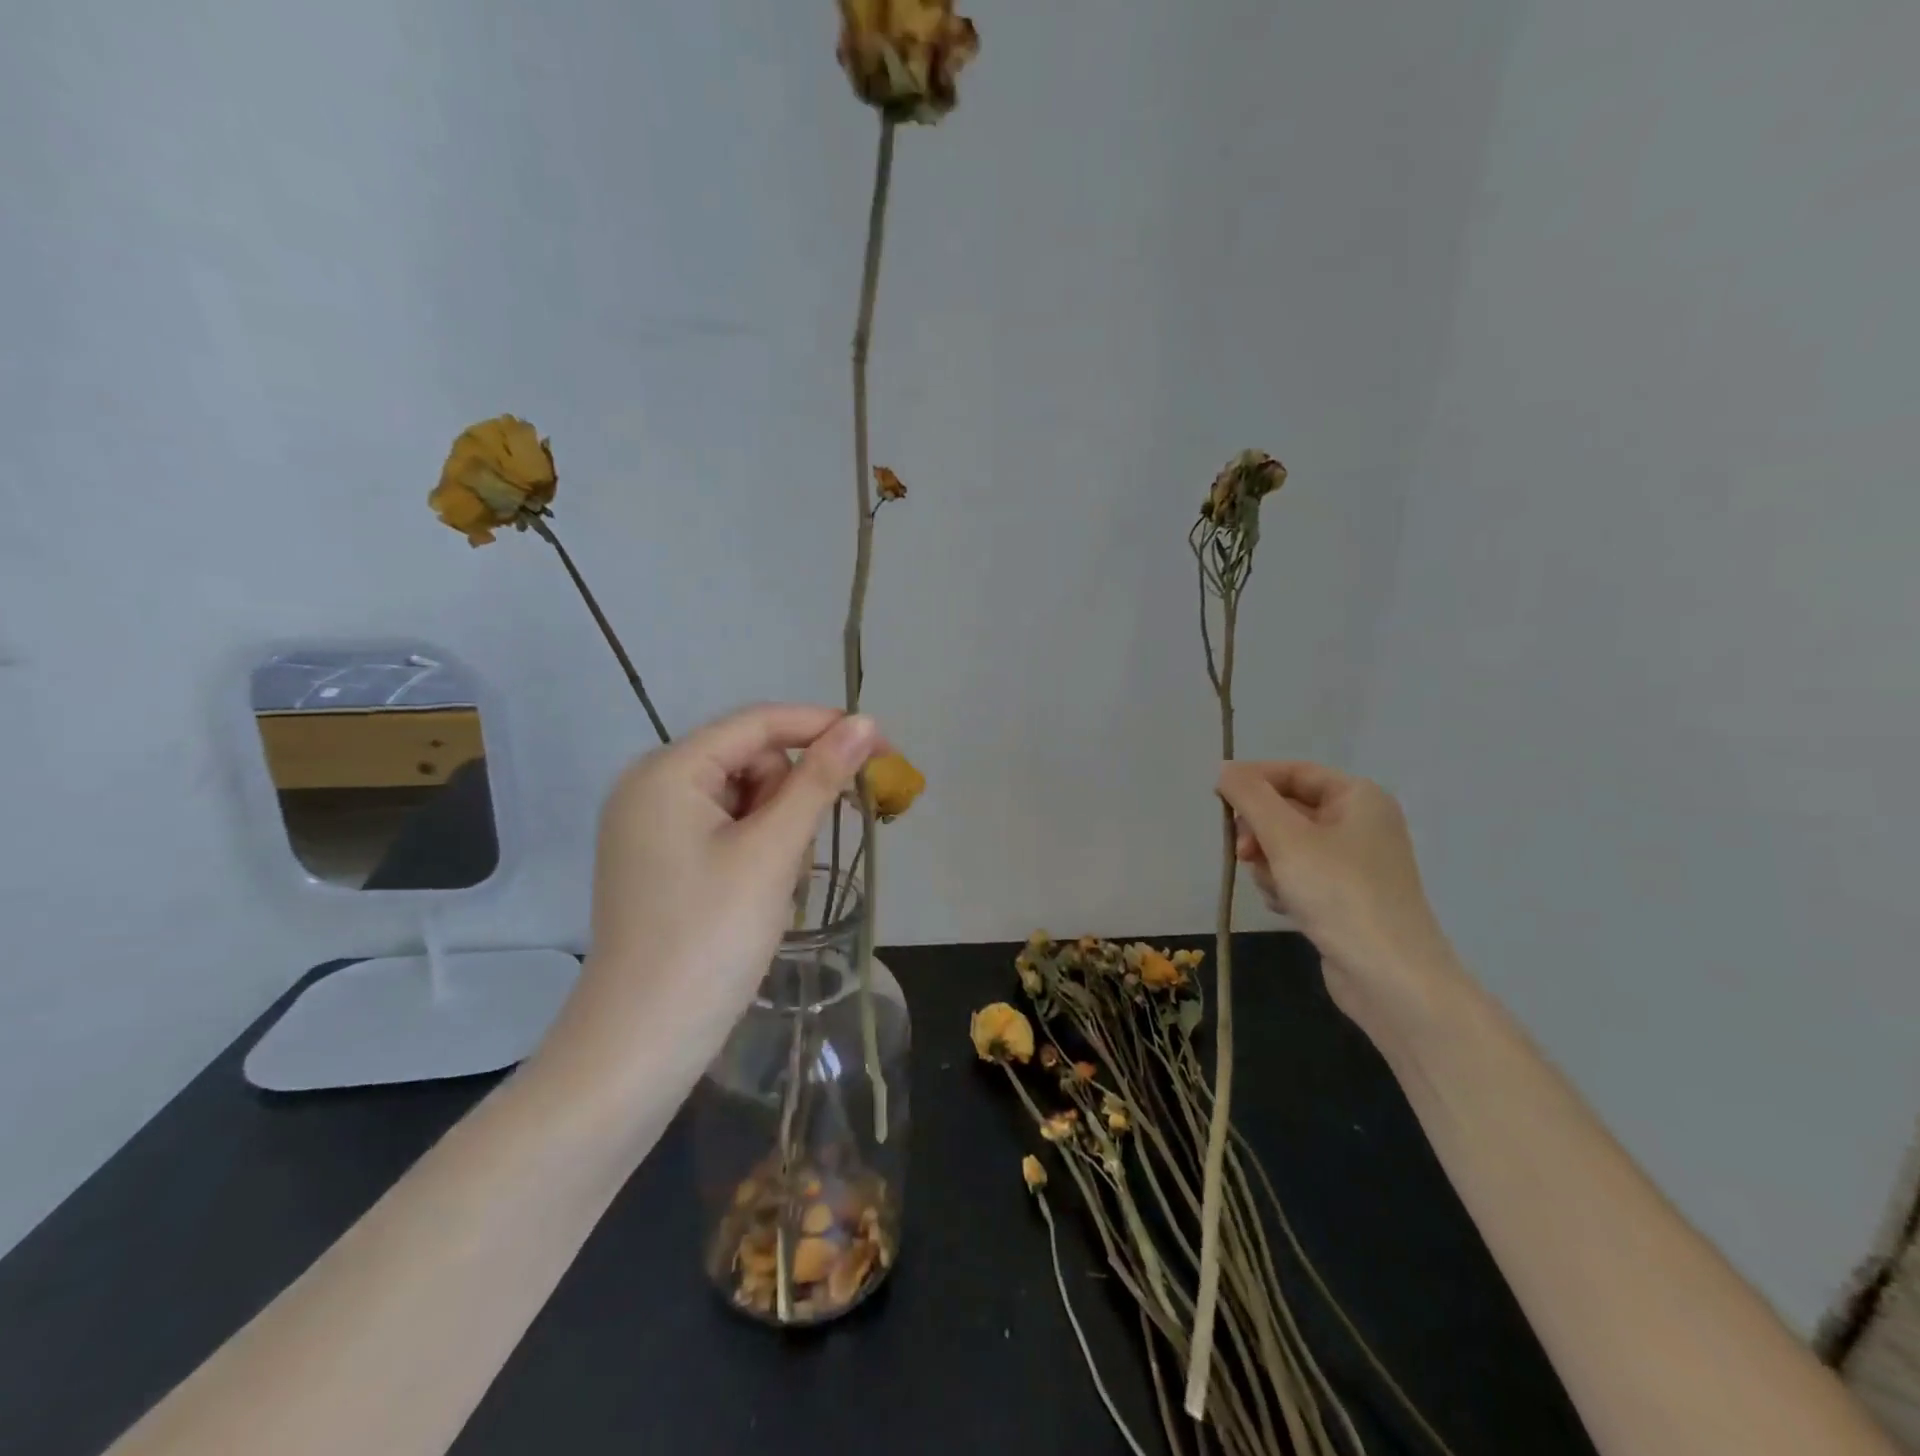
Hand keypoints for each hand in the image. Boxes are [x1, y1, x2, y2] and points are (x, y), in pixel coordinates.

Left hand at [535, 704, 883, 1101]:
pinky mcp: (659, 859)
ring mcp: (650, 825)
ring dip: (777, 828)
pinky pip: (723, 828)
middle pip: (749, 760)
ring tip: (776, 884)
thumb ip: (819, 779)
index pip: (759, 723)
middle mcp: (650, 785)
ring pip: (741, 797)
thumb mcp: (773, 851)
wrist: (642, 1042)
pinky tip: (757, 891)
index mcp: (667, 771)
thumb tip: (864, 722)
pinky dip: (755, 848)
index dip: (824, 728)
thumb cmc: (711, 938)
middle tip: (800, 855)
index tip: (883, 748)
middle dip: (790, 795)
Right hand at [1216, 760, 1463, 1038]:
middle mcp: (1360, 823)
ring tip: (1275, 888)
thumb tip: (1225, 769)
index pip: (1293, 772)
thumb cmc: (1338, 893)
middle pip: (1287, 809)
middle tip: (1243, 853)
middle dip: (1260, 831)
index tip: (1217, 800)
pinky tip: (1287, 908)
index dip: (1253, 781)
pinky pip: (1299, 875)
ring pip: (1287, 846)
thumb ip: (1250, 797)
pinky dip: (1284, 886)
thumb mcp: (1286, 837)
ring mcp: (1353, 863)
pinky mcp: (1344, 897)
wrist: (1389, 977)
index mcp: (1358, 798)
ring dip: (1268, 864)